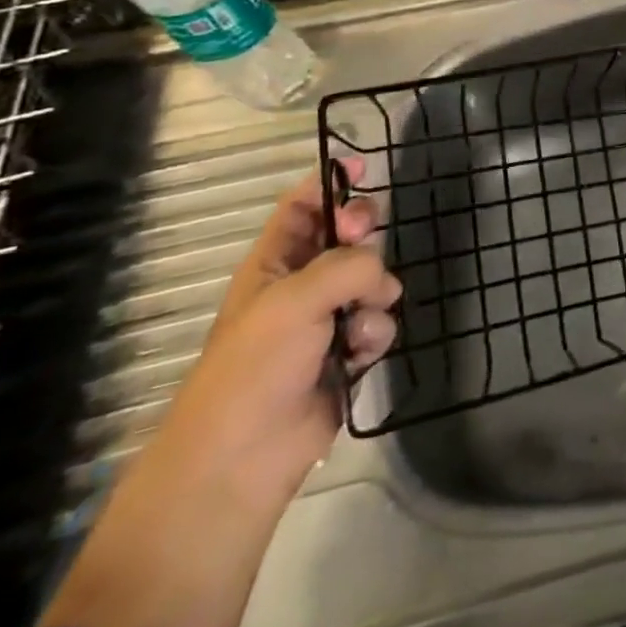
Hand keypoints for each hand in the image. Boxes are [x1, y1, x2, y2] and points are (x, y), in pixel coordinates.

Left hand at [167, 158, 400, 504]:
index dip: (329, 183)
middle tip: (365, 234)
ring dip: (374, 296)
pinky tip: (358, 355)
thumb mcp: (295, 300)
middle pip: (346, 237)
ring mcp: (325, 320)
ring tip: (357, 325)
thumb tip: (382, 278)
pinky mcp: (348, 352)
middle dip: (362, 234)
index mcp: (271, 265)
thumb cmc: (254, 368)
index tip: (364, 167)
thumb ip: (349, 265)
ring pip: (373, 280)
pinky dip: (375, 334)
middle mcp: (300, 286)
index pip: (300, 208)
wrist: (242, 459)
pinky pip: (380, 321)